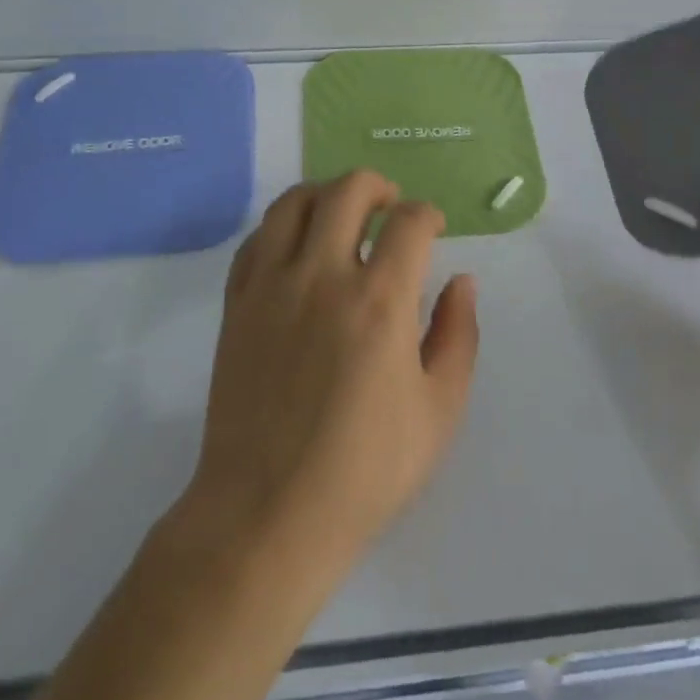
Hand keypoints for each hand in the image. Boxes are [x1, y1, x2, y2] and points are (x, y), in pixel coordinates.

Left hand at [184, 171, 479, 571]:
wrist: (268, 513)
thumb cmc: (366, 470)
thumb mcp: (439, 411)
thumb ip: (458, 336)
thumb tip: (462, 281)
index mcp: (380, 301)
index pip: (410, 221)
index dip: (429, 214)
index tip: (433, 229)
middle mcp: (323, 276)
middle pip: (348, 190)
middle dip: (379, 186)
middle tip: (391, 208)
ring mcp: (272, 285)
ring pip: (294, 202)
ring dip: (326, 194)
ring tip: (342, 216)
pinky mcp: (237, 303)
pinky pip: (257, 239)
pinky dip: (282, 227)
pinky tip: (297, 248)